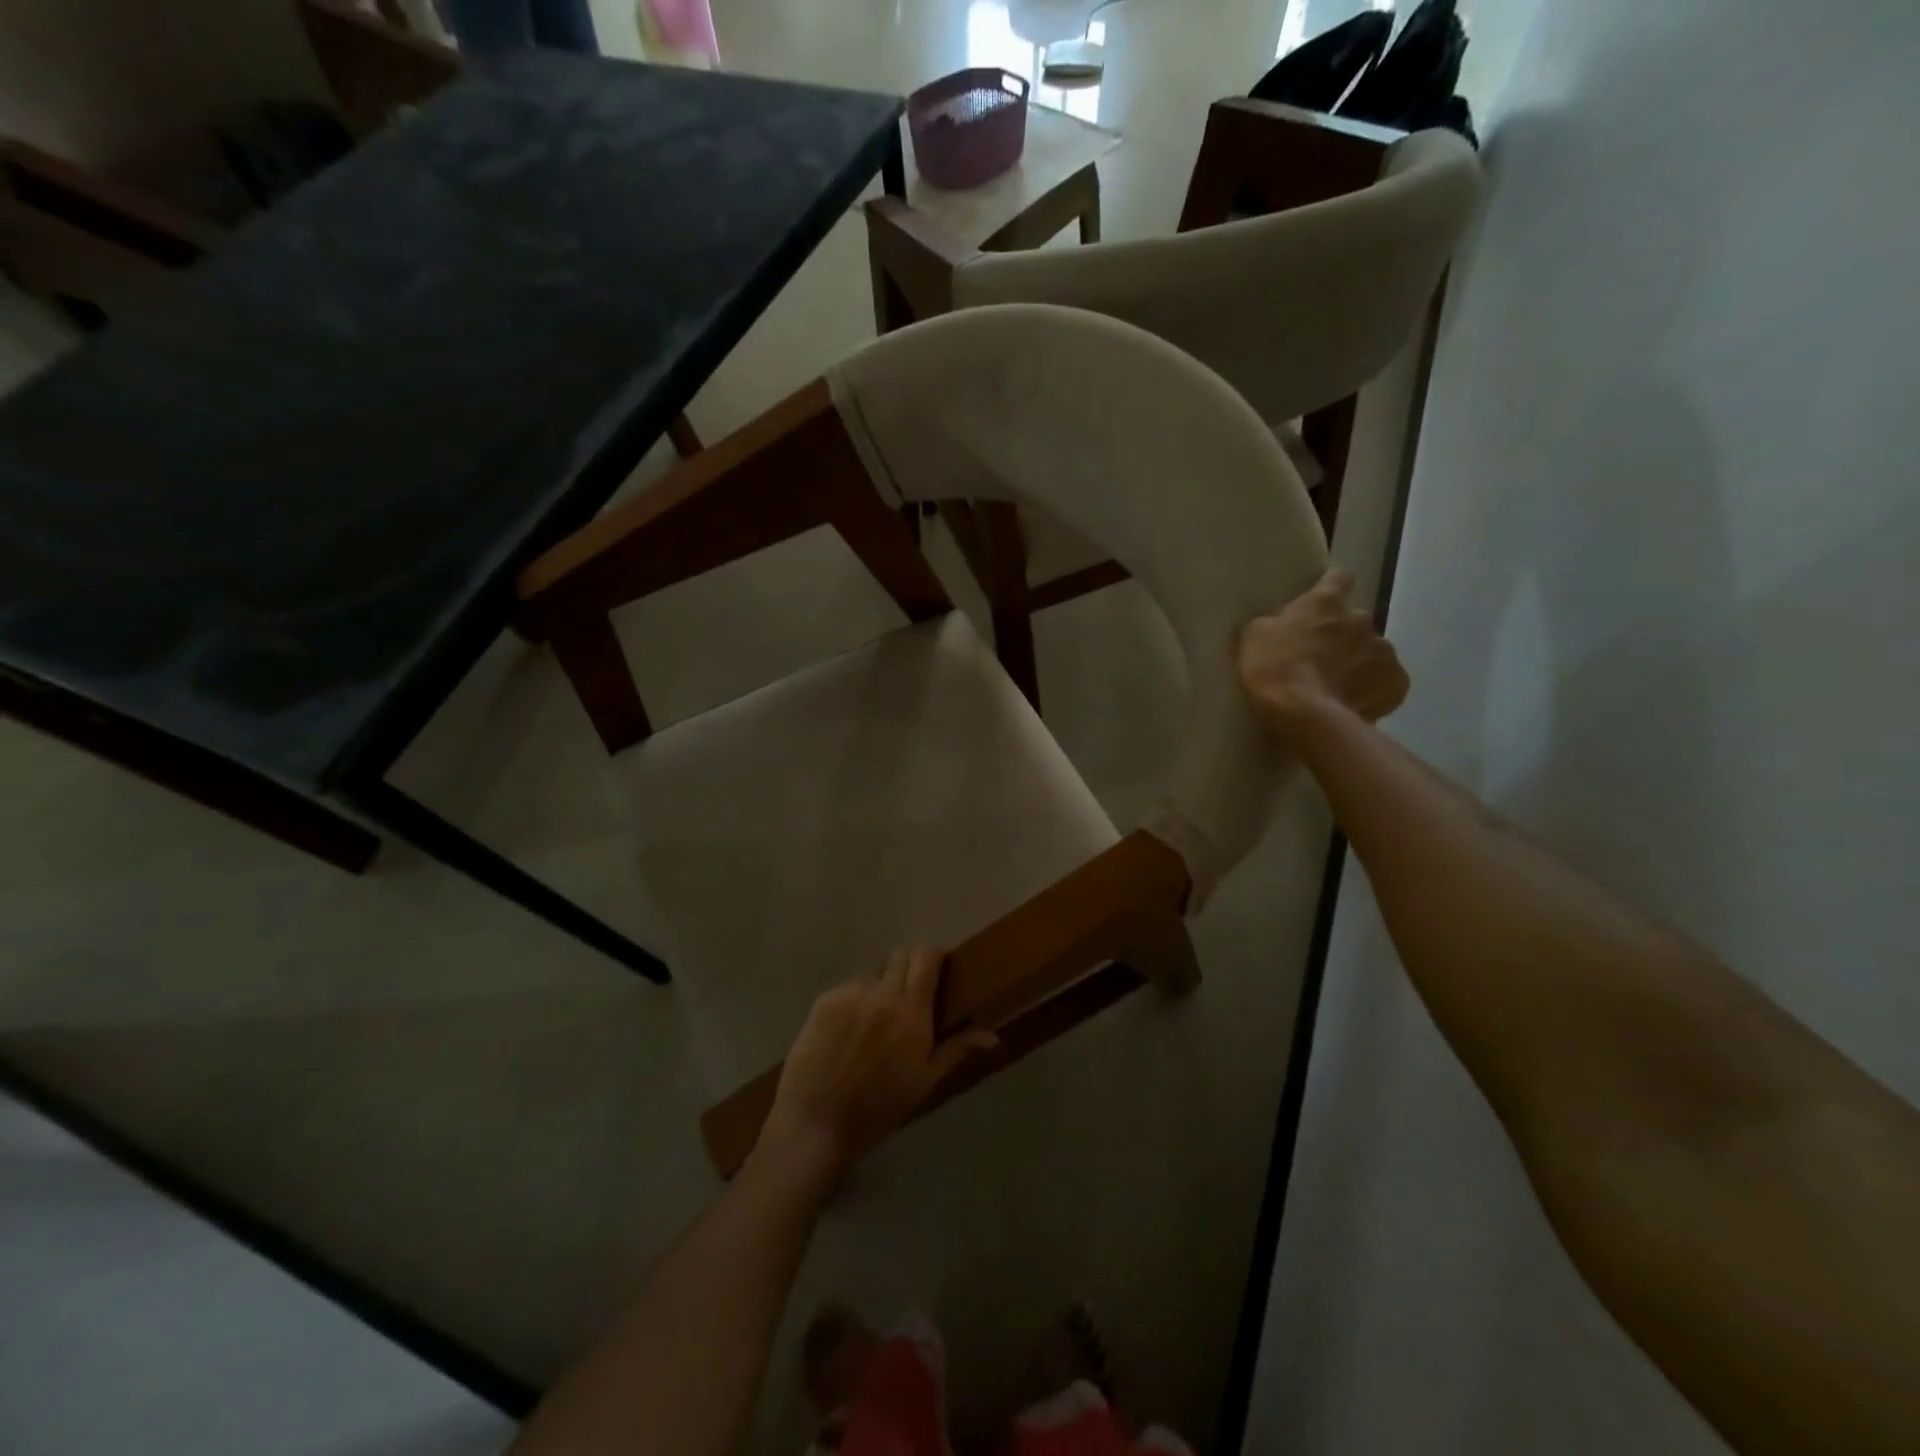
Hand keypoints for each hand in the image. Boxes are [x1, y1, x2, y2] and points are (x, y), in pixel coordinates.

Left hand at [760, 948, 997, 1180]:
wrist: (817, 1124)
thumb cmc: (879, 1108)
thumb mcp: (925, 1082)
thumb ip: (956, 1049)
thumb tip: (992, 1035)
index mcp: (911, 1012)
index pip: (926, 956)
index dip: (933, 957)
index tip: (936, 971)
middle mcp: (882, 993)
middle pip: (900, 956)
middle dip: (908, 970)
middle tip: (907, 998)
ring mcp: (849, 994)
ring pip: (872, 974)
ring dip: (879, 988)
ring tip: (873, 1021)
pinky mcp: (823, 1000)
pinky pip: (847, 988)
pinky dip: (853, 1001)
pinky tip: (847, 1031)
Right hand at [1239, 569, 1409, 739]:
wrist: (1305, 714)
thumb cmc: (1273, 669)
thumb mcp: (1252, 638)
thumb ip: (1268, 624)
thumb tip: (1273, 625)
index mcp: (1325, 603)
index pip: (1338, 578)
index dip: (1331, 587)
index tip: (1323, 600)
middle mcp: (1361, 619)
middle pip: (1355, 620)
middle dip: (1342, 635)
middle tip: (1321, 658)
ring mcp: (1383, 650)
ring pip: (1372, 651)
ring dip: (1358, 662)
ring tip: (1337, 687)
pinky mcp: (1396, 682)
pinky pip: (1387, 681)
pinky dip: (1373, 690)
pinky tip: (1355, 703)